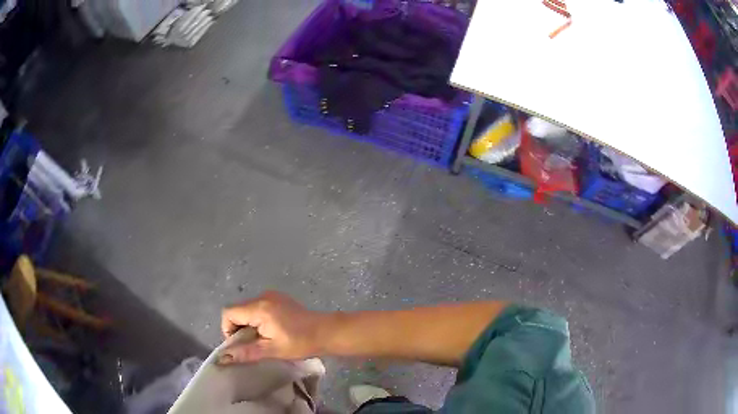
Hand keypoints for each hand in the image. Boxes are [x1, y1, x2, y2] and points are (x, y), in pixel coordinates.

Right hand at [219, 291, 328, 363]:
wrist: (326, 332)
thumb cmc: (299, 343)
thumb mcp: (271, 350)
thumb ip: (246, 352)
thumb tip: (223, 358)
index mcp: (259, 307)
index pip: (229, 313)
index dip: (228, 329)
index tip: (239, 345)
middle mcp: (262, 296)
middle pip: (237, 310)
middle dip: (238, 329)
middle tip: (252, 345)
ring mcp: (271, 296)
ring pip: (247, 309)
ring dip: (248, 325)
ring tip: (262, 340)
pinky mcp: (278, 299)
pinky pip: (258, 308)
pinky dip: (257, 320)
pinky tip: (270, 332)